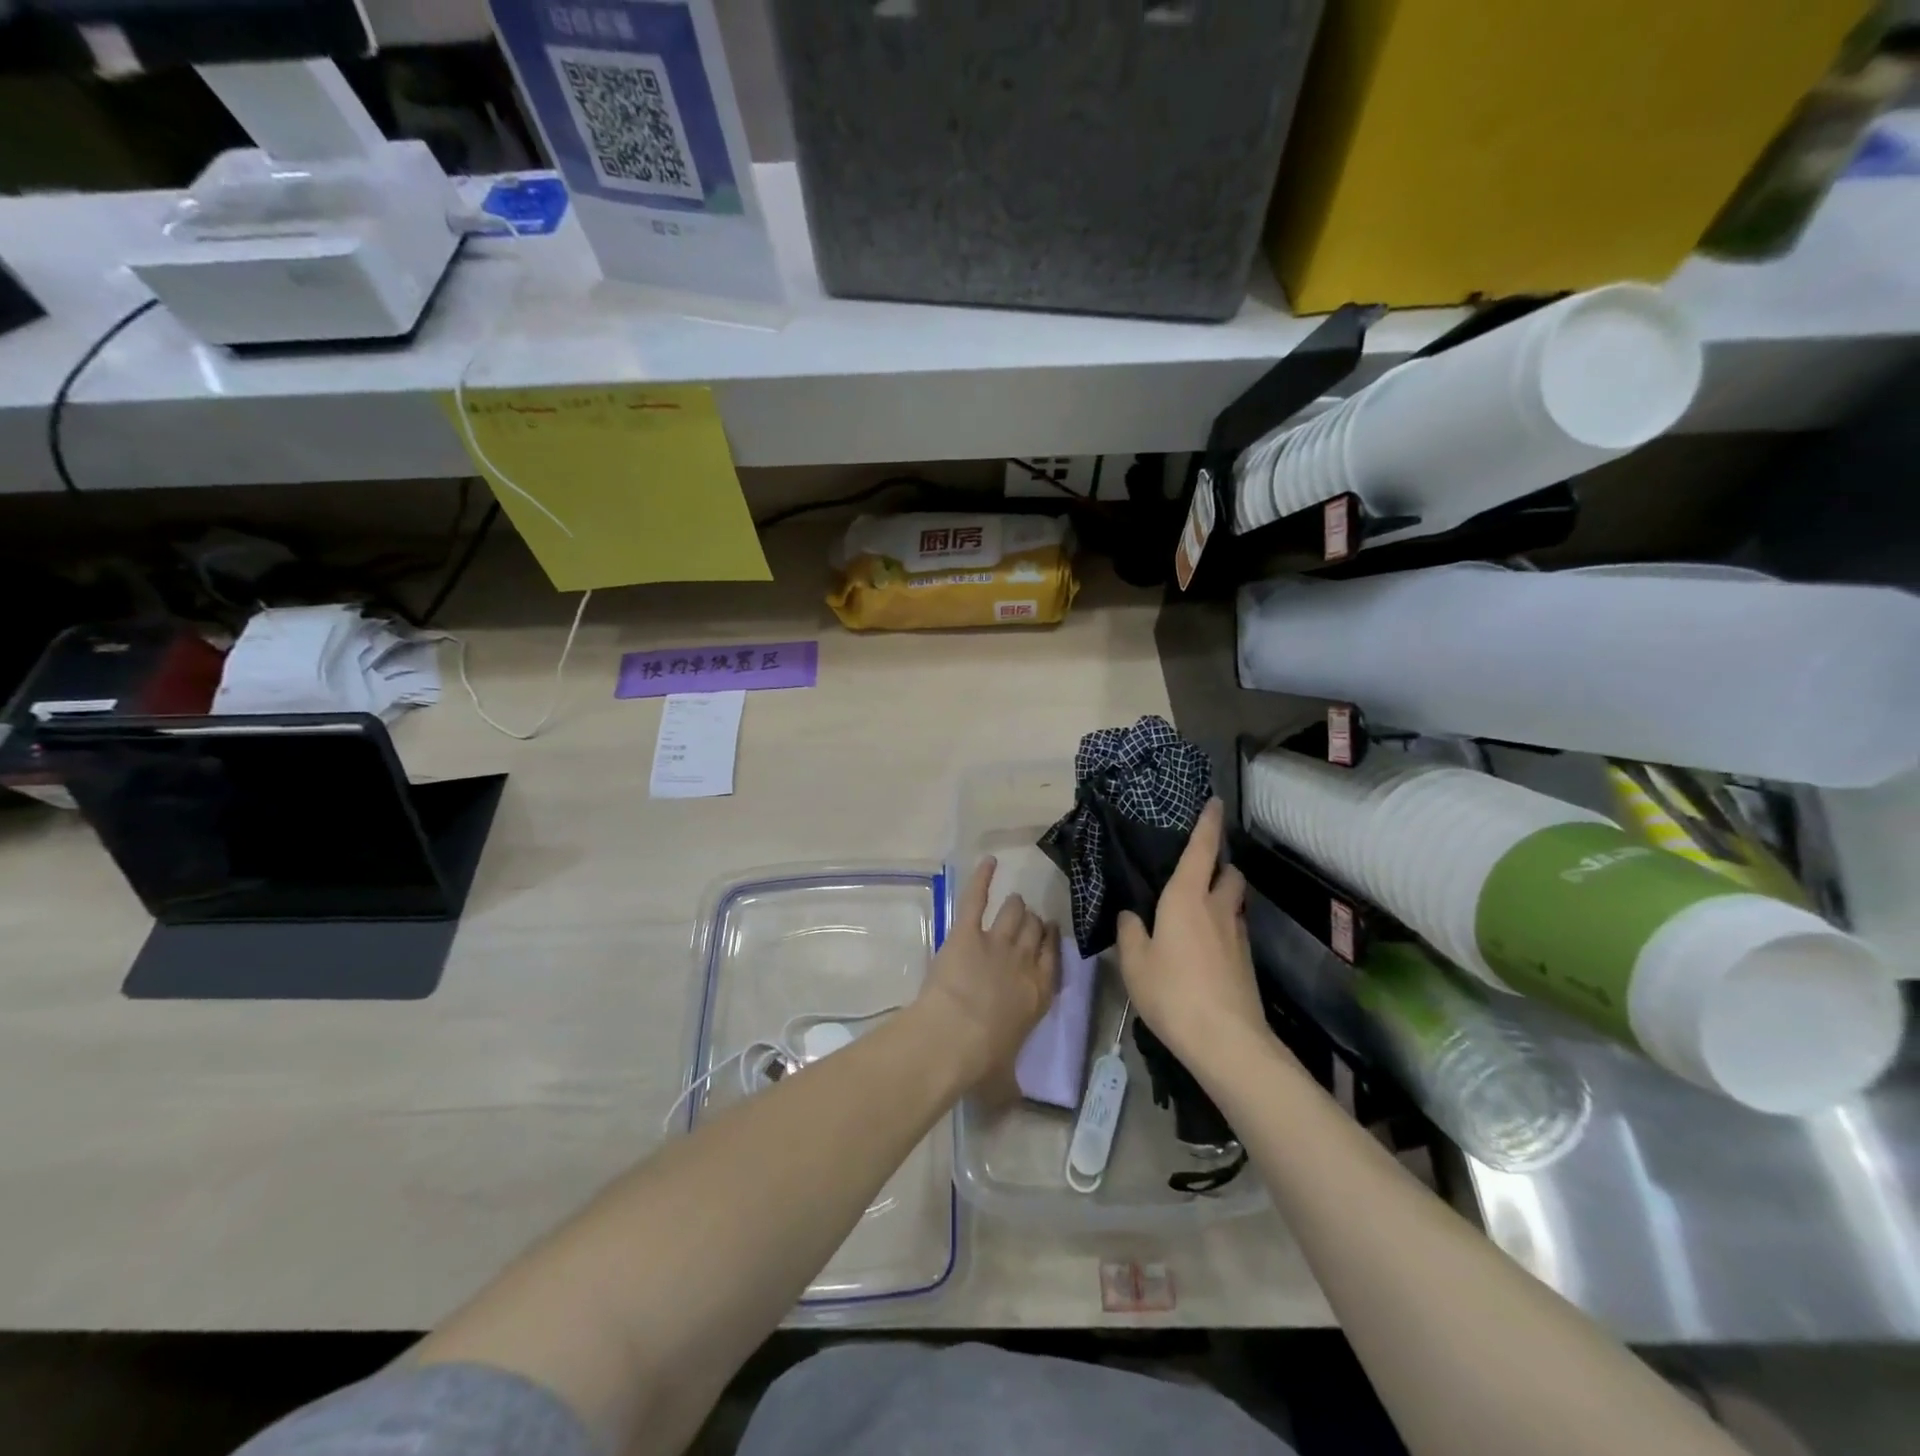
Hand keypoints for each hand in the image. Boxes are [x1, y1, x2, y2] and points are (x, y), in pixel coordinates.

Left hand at [917, 857, 1058, 1095]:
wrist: (953, 1037)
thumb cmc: (981, 1062)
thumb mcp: (1004, 1079)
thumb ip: (1011, 1082)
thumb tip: (1012, 1101)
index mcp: (1038, 994)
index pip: (1053, 959)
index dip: (1051, 944)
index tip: (1049, 935)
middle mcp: (1024, 962)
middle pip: (1036, 932)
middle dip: (1034, 925)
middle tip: (1029, 922)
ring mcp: (997, 942)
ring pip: (1015, 913)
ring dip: (1015, 908)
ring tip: (1013, 903)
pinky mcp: (969, 931)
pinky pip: (978, 897)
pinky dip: (982, 877)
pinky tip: (988, 862)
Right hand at [1115, 799, 1266, 1070]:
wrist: (1226, 1041)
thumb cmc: (1172, 992)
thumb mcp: (1134, 962)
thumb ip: (1130, 932)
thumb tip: (1131, 915)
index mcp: (1186, 897)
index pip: (1202, 849)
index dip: (1209, 823)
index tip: (1214, 802)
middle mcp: (1217, 908)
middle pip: (1229, 873)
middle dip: (1220, 864)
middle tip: (1199, 869)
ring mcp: (1237, 936)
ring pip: (1234, 902)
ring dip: (1223, 896)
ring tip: (1199, 909)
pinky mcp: (1246, 961)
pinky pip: (1234, 929)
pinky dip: (1222, 926)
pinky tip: (1204, 946)